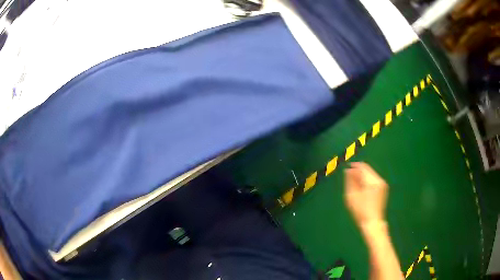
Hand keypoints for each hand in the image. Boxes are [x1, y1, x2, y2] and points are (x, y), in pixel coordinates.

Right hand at [344, 162, 387, 227]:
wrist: (372, 222)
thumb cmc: (360, 211)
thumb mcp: (352, 196)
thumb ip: (350, 181)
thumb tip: (348, 170)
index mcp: (372, 182)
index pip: (363, 167)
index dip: (354, 166)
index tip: (347, 168)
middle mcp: (379, 180)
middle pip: (368, 169)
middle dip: (358, 171)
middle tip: (349, 176)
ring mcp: (383, 184)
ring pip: (371, 174)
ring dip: (363, 176)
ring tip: (355, 184)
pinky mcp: (383, 188)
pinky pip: (374, 179)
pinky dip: (367, 180)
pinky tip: (362, 188)